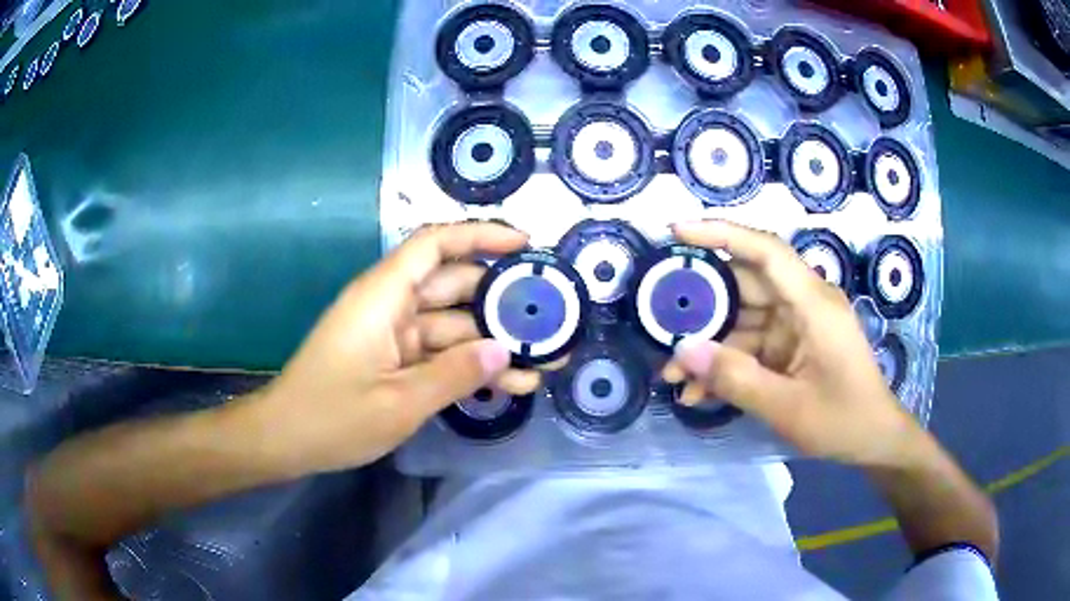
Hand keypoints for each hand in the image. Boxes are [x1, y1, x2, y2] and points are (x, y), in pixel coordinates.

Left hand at [258, 222, 539, 473]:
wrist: (285, 439)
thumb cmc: (331, 417)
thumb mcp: (399, 402)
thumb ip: (455, 374)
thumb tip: (505, 353)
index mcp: (384, 296)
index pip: (436, 244)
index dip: (481, 235)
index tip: (525, 245)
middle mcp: (390, 305)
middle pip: (454, 286)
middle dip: (502, 301)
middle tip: (551, 319)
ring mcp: (392, 334)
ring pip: (452, 325)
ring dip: (492, 342)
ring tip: (542, 361)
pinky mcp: (393, 359)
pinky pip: (438, 353)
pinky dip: (468, 365)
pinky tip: (508, 383)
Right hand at [662, 220, 923, 466]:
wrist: (875, 441)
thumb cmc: (843, 420)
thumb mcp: (787, 407)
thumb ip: (735, 379)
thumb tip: (683, 351)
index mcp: (813, 303)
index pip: (765, 250)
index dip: (721, 233)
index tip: (677, 232)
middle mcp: (804, 303)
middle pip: (745, 285)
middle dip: (702, 307)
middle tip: (659, 324)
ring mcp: (798, 325)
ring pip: (743, 320)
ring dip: (710, 346)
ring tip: (672, 375)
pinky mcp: (793, 346)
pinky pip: (752, 346)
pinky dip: (727, 365)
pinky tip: (699, 393)